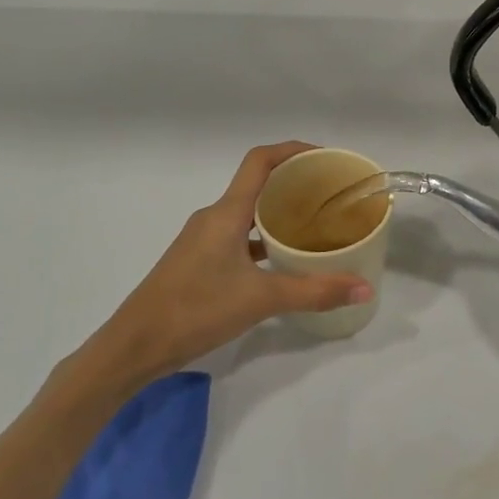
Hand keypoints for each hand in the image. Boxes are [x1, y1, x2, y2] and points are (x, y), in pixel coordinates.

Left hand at [71, 143, 373, 396]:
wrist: (133, 347)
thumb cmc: (195, 311)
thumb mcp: (261, 300)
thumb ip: (315, 292)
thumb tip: (364, 288)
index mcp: (226, 213)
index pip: (260, 161)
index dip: (293, 150)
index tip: (325, 157)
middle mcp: (214, 217)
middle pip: (258, 184)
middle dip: (294, 182)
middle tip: (331, 194)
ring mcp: (203, 240)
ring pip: (248, 213)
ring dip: (279, 212)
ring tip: (316, 225)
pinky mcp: (199, 261)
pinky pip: (239, 236)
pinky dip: (263, 239)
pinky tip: (284, 260)